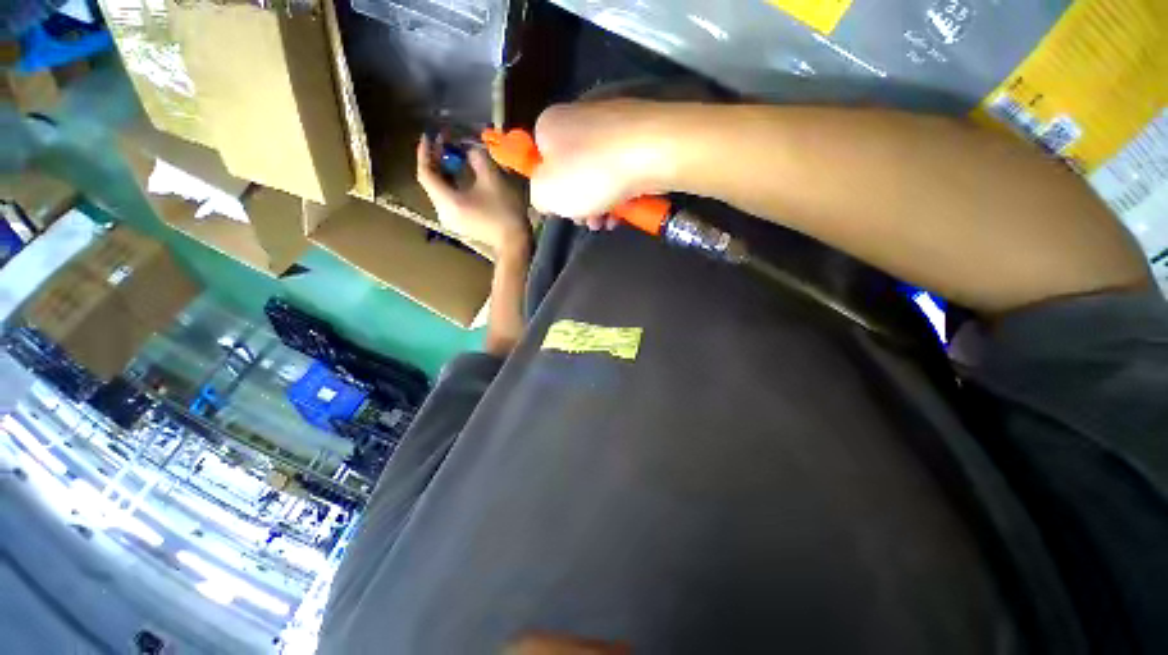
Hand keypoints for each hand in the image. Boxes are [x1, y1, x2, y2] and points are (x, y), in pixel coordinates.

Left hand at [416, 135, 530, 255]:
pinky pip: (449, 199)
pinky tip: (462, 176)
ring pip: (441, 190)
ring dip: (446, 172)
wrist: (515, 242)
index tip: (430, 135)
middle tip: (447, 142)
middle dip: (437, 160)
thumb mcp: (493, 179)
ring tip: (455, 156)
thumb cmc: (504, 212)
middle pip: (432, 182)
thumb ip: (477, 158)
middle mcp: (443, 211)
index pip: (425, 173)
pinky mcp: (461, 224)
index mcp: (447, 201)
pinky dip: (453, 184)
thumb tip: (469, 150)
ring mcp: (451, 220)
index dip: (426, 152)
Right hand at [530, 100, 683, 226]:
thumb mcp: (546, 193)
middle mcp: (578, 117)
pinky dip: (620, 193)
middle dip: (578, 204)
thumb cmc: (591, 174)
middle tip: (588, 222)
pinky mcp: (638, 138)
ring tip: (608, 222)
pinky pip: (621, 171)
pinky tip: (625, 211)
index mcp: (550, 125)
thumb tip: (546, 198)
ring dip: (600, 205)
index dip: (549, 191)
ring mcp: (611, 126)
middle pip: (571, 172)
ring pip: (598, 175)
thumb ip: (537, 197)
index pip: (540, 161)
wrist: (652, 152)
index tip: (561, 210)